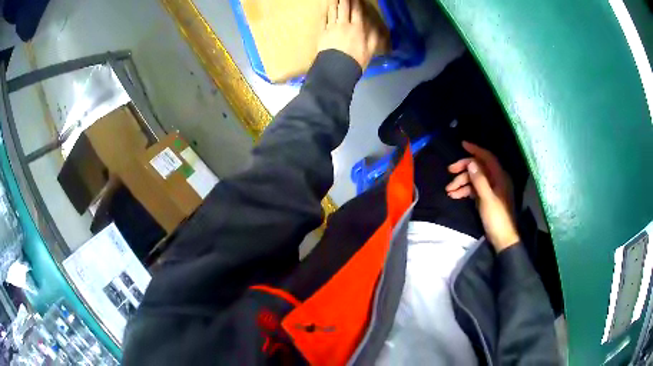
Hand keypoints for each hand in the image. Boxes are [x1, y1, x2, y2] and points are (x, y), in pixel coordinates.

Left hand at [318, 0, 379, 69]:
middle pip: (344, 8)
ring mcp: (331, 27)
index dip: (356, 2)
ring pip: (333, 11)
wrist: (337, 69)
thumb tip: (377, 28)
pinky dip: (325, 11)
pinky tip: (325, 6)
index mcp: (358, 28)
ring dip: (334, 2)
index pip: (357, 11)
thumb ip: (374, 37)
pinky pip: (323, 18)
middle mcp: (344, 24)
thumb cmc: (356, 61)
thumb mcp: (370, 50)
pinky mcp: (322, 32)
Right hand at [446, 141, 519, 251]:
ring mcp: (491, 190)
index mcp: (500, 177)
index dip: (475, 150)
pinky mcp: (486, 199)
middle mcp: (496, 180)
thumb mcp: (487, 199)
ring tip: (449, 190)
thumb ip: (479, 180)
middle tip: (450, 171)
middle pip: (479, 168)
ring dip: (461, 182)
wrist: (502, 239)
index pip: (487, 158)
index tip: (462, 145)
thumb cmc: (497, 218)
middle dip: (464, 169)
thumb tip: (471, 163)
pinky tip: (455, 196)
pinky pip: (474, 190)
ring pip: (474, 180)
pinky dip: (464, 191)